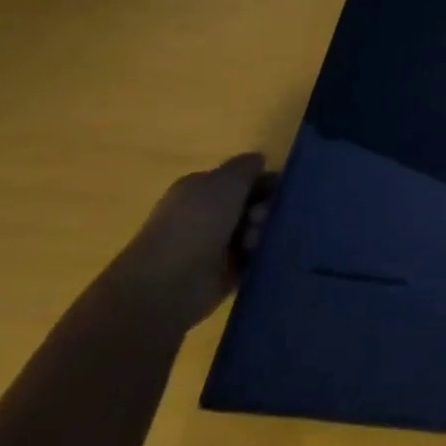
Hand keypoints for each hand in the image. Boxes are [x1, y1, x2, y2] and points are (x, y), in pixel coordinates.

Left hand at [111, 153, 275, 327]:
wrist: (167, 285)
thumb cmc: (195, 223)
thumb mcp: (225, 181)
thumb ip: (246, 167)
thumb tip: (259, 160)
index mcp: (200, 189)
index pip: (241, 179)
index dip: (263, 181)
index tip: (277, 191)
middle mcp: (205, 215)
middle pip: (251, 204)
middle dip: (264, 208)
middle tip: (262, 218)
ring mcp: (213, 245)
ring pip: (254, 230)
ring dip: (261, 232)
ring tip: (253, 242)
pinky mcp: (223, 273)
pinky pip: (252, 257)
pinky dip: (259, 255)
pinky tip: (258, 256)